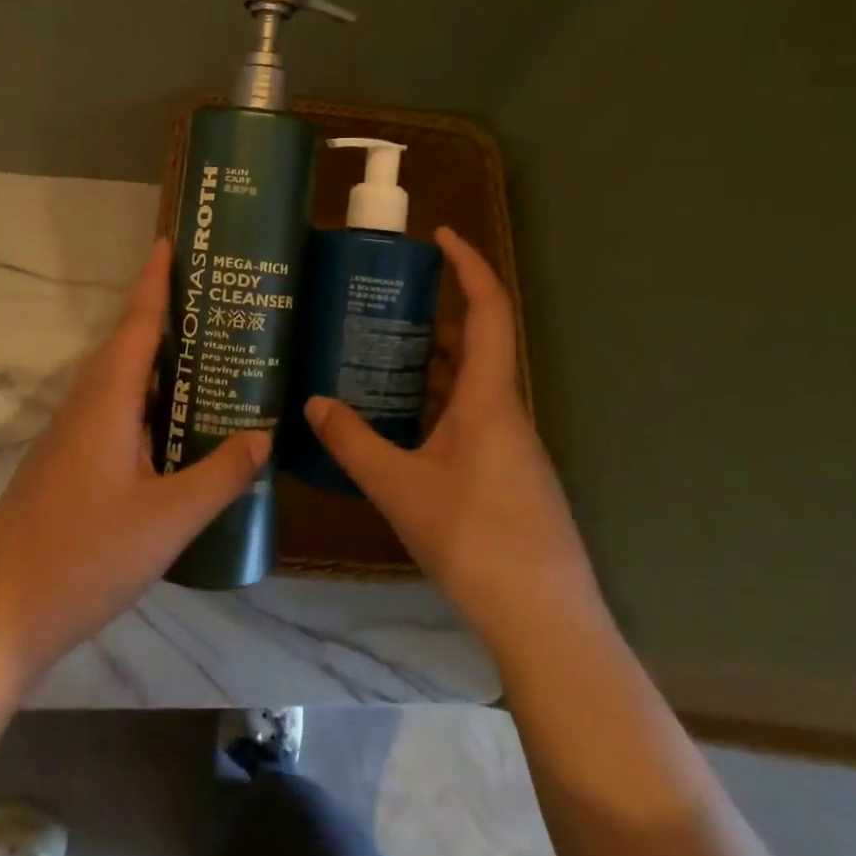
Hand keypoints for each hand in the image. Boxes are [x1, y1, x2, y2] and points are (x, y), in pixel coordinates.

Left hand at [0, 238, 267, 677]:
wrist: (1, 615)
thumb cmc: (85, 558)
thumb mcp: (168, 520)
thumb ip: (220, 475)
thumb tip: (263, 435)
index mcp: (105, 403)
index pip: (136, 325)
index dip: (155, 282)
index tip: (171, 243)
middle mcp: (83, 407)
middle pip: (126, 346)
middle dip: (165, 317)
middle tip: (214, 303)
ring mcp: (69, 437)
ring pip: (118, 382)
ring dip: (156, 362)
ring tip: (205, 356)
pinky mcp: (65, 464)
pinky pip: (111, 413)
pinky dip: (145, 401)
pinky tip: (172, 426)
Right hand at [305, 227, 604, 657]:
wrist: (543, 619)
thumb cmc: (475, 539)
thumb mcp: (400, 487)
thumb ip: (354, 442)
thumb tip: (312, 403)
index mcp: (489, 398)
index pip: (488, 310)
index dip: (468, 265)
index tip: (439, 236)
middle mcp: (505, 411)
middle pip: (477, 343)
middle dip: (436, 314)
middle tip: (383, 303)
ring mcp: (509, 445)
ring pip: (471, 384)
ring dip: (433, 361)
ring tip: (379, 353)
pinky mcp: (506, 473)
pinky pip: (469, 416)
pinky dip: (436, 401)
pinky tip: (398, 421)